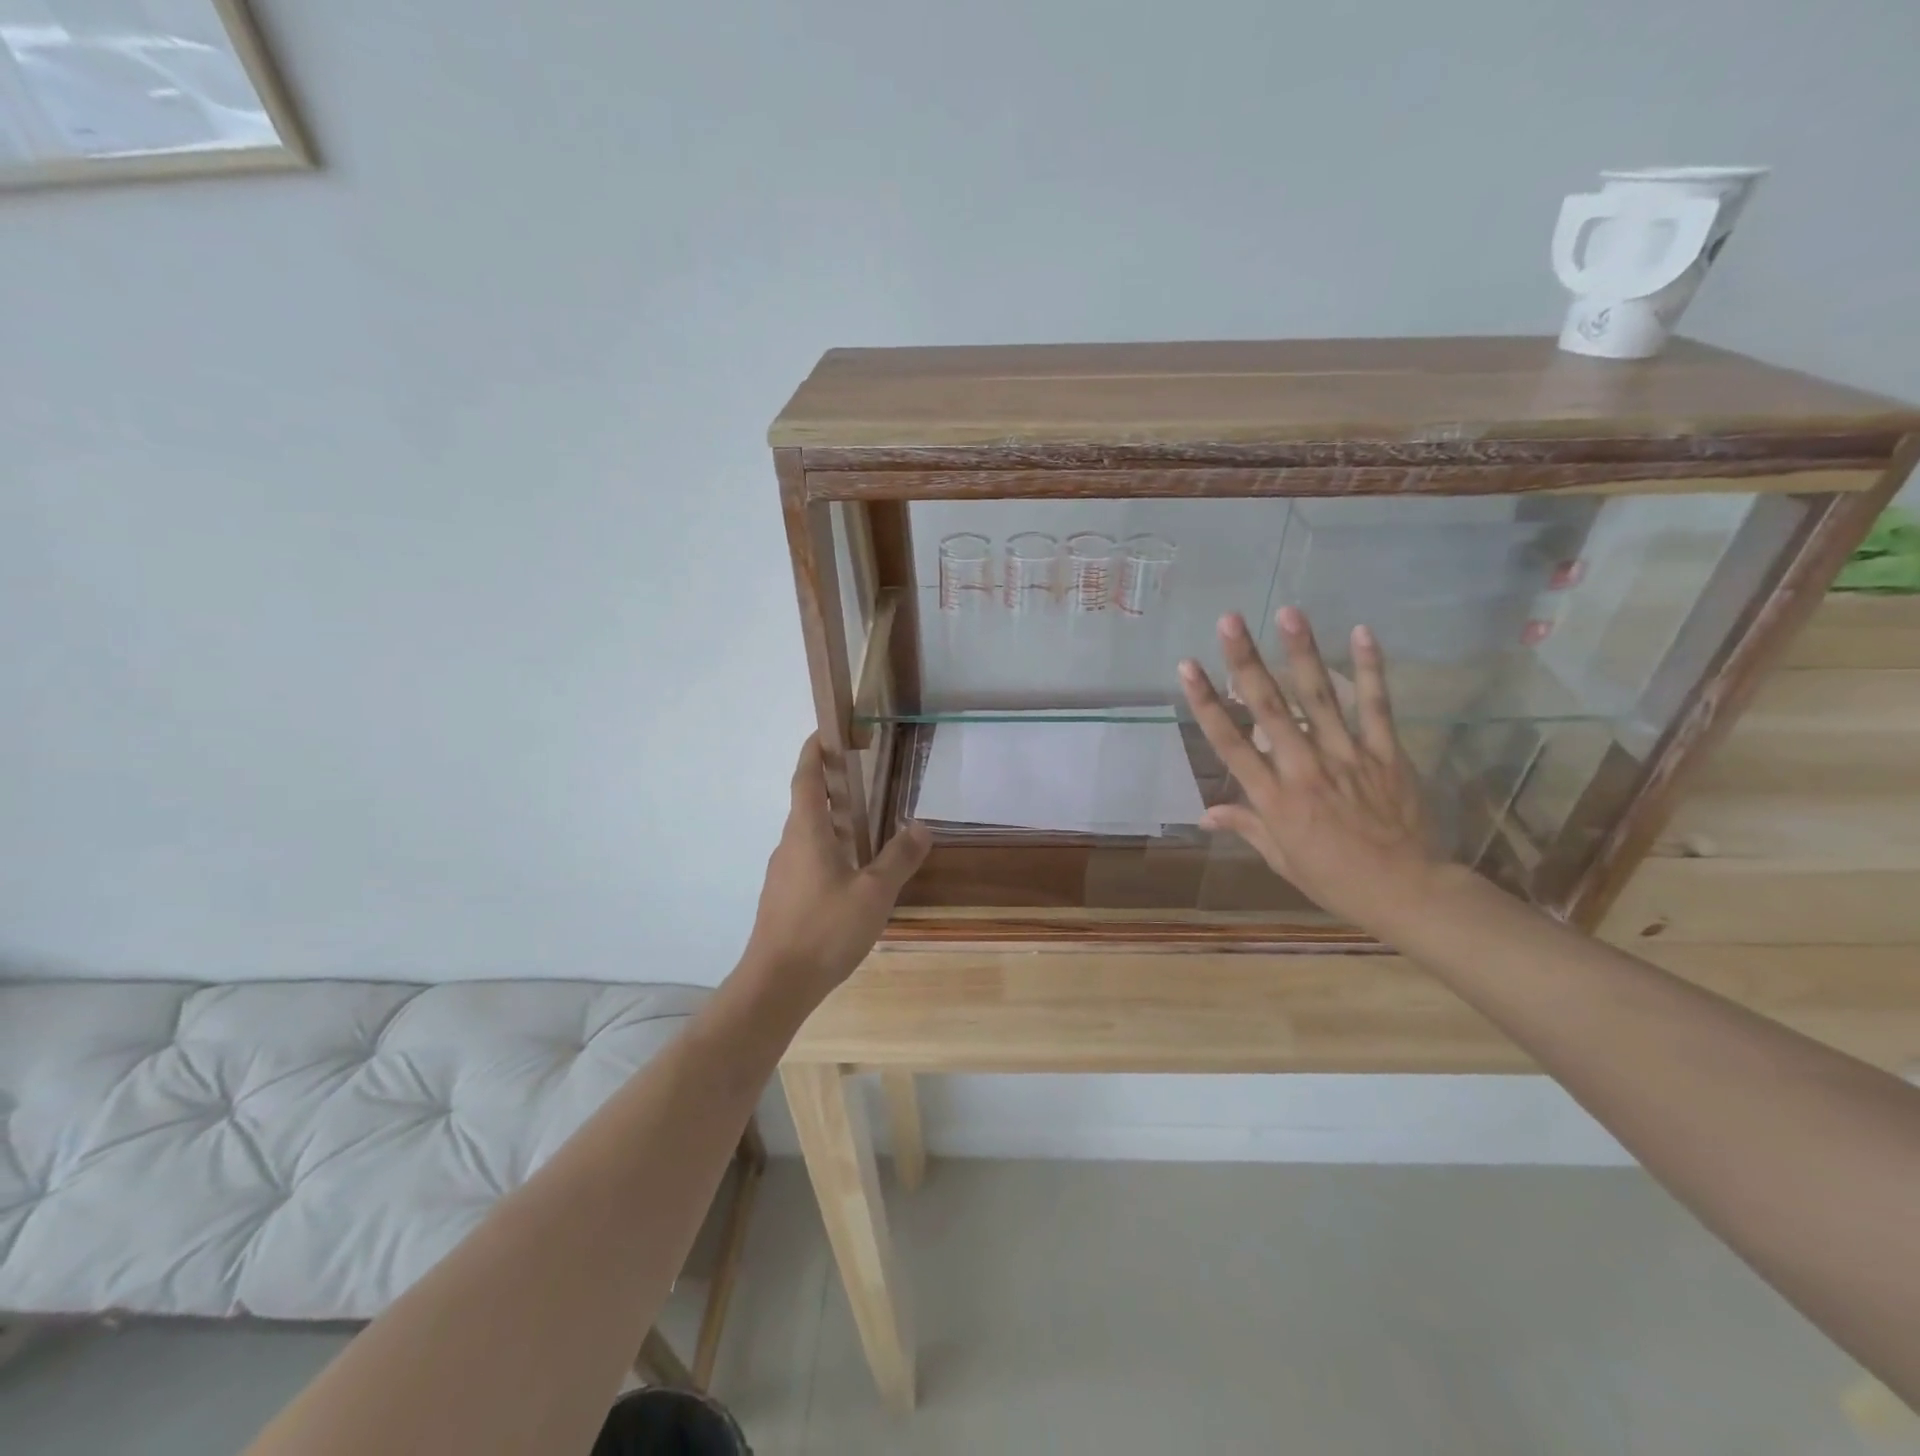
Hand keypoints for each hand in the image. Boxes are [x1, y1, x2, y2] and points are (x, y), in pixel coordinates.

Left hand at [738, 735, 930, 1011]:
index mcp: (807, 832)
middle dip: (832, 785)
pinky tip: (852, 874)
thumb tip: (921, 826)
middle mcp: (789, 844)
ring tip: (866, 824)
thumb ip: (899, 857)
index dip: (814, 751)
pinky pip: (807, 859)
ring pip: (808, 834)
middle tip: (864, 776)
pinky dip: (829, 850)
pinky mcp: (783, 898)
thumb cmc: (825, 929)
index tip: (826, 731)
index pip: (807, 778)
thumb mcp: (874, 893)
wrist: (776, 984)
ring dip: (832, 821)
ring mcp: (782, 873)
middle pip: (808, 803)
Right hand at [1178, 608, 1438, 933]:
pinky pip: (1377, 706)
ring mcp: (1348, 756)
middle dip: (1245, 662)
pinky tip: (1361, 633)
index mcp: (1273, 797)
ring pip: (1320, 697)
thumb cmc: (1335, 879)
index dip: (1206, 702)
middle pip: (1269, 708)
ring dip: (1302, 652)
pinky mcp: (1386, 753)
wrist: (1407, 891)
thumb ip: (1246, 827)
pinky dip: (1371, 669)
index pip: (1230, 743)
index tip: (1187, 667)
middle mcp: (1304, 768)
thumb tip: (1204, 815)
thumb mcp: (1281, 859)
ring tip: (1288, 612)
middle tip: (1230, 621)